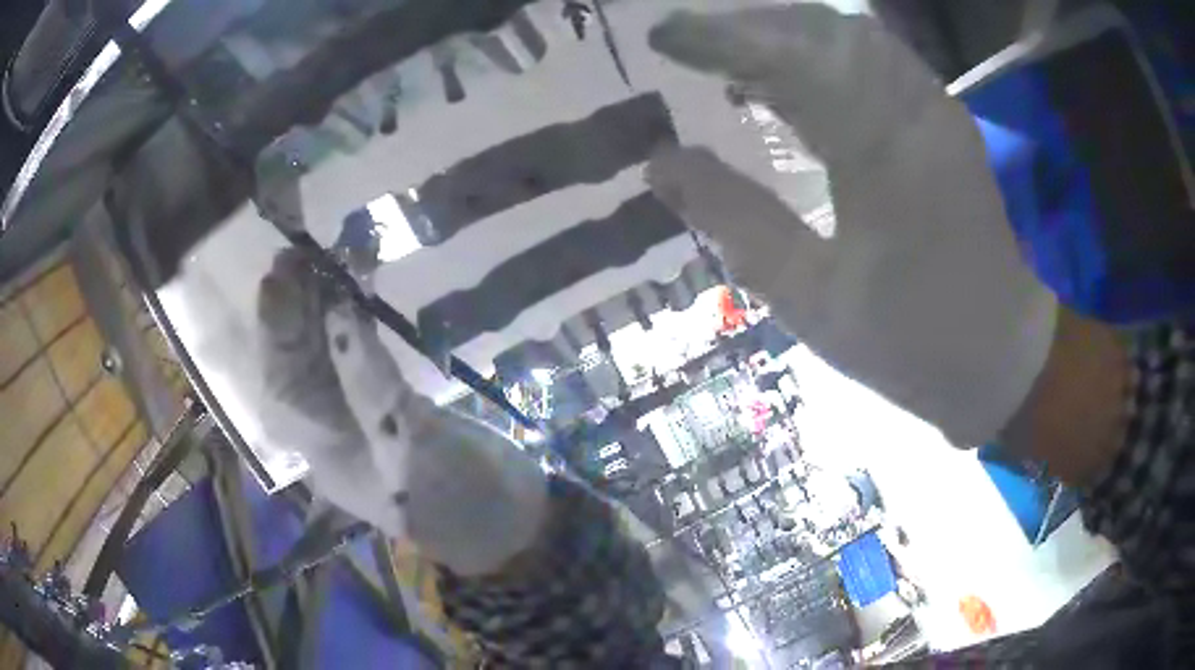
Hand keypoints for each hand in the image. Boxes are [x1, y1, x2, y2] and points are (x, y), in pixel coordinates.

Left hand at [257, 249, 546, 575]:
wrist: (511, 517)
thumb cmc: (461, 501)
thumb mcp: (412, 450)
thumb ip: (371, 384)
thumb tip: (340, 310)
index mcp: (326, 454)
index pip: (284, 389)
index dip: (275, 335)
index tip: (276, 280)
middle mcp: (333, 430)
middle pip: (299, 366)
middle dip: (294, 312)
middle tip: (295, 254)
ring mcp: (363, 415)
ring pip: (328, 355)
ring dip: (322, 308)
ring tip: (322, 259)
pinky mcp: (392, 401)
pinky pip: (363, 353)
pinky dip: (357, 319)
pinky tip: (358, 288)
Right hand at [646, 6, 1057, 446]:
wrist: (1002, 355)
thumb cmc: (910, 340)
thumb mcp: (810, 297)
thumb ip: (734, 220)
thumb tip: (658, 164)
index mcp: (882, 151)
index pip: (790, 58)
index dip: (720, 38)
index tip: (661, 35)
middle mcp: (915, 109)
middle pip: (823, 29)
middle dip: (750, 25)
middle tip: (692, 41)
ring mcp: (937, 109)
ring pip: (853, 36)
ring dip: (787, 32)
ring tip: (734, 53)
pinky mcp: (945, 120)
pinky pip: (878, 59)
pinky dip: (827, 50)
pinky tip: (797, 73)